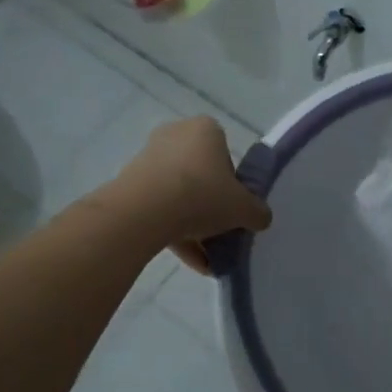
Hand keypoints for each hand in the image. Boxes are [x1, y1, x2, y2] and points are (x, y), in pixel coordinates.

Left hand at [115, 117, 271, 272]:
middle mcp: (175, 136)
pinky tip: (191, 262)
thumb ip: (258, 212)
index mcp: (205, 130)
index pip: (225, 154)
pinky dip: (174, 232)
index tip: (234, 206)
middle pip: (200, 174)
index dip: (233, 183)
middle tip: (221, 231)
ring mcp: (149, 159)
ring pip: (179, 194)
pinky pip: (159, 208)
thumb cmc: (202, 195)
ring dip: (193, 225)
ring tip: (207, 258)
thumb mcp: (243, 208)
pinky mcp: (130, 184)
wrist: (145, 211)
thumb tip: (260, 218)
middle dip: (211, 205)